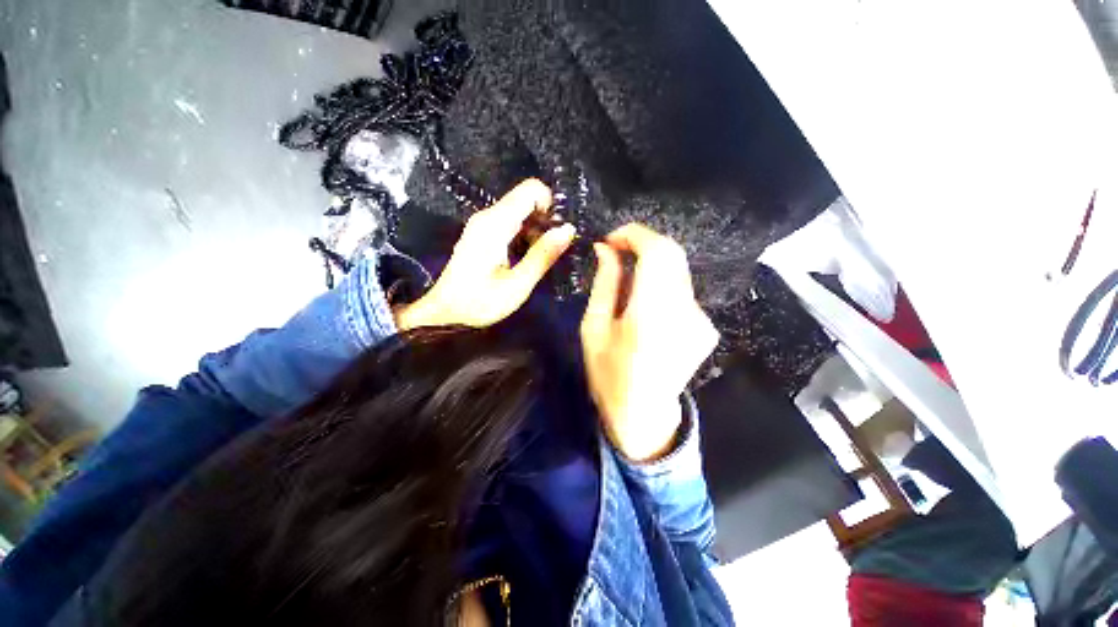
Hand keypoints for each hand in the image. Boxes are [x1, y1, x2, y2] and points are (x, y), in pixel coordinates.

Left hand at [395, 179, 575, 330]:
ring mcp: (483, 224)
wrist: (445, 314)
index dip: (550, 205)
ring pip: (520, 211)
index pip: (530, 190)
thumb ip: (543, 255)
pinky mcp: (482, 234)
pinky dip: (525, 235)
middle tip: (551, 250)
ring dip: (536, 229)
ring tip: (539, 257)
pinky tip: (525, 258)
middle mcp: (488, 216)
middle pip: (526, 199)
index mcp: (495, 224)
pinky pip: (511, 222)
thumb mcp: (517, 284)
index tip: (556, 232)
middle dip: (545, 220)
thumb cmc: (480, 303)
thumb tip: (569, 229)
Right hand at [580, 224, 718, 461]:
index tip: (611, 239)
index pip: (658, 252)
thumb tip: (605, 249)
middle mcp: (685, 313)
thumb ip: (604, 285)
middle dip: (642, 243)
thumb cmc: (609, 376)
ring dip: (651, 264)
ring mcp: (701, 320)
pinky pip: (682, 289)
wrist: (644, 416)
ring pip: (677, 270)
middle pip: (673, 254)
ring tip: (625, 278)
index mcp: (651, 316)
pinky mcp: (707, 326)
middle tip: (615, 252)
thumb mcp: (594, 329)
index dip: (635, 234)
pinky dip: (661, 283)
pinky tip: (644, 302)